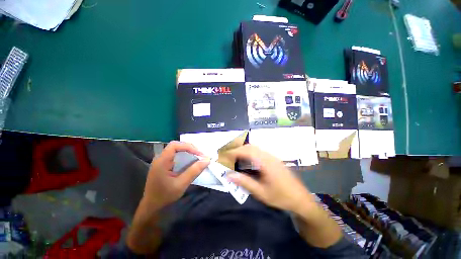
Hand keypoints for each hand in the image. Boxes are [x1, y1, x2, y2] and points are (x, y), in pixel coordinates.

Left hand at [143, 141, 209, 208]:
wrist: (152, 207)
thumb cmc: (165, 196)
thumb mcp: (181, 184)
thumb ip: (194, 171)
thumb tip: (207, 159)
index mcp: (161, 161)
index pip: (175, 146)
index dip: (188, 147)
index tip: (199, 154)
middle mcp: (160, 158)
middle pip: (176, 146)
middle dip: (190, 148)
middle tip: (200, 155)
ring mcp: (161, 161)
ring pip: (176, 150)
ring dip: (188, 151)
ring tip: (197, 157)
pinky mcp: (163, 164)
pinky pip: (175, 155)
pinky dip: (184, 156)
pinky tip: (190, 162)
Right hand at [227, 145, 313, 212]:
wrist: (301, 199)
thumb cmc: (281, 197)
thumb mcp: (261, 192)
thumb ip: (244, 182)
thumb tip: (229, 175)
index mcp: (265, 162)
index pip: (246, 151)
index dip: (234, 152)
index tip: (224, 156)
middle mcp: (268, 156)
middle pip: (250, 146)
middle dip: (237, 149)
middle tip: (227, 155)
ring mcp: (272, 156)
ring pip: (254, 148)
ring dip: (243, 150)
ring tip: (234, 157)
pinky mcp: (273, 159)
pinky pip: (258, 151)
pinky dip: (249, 153)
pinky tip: (246, 160)